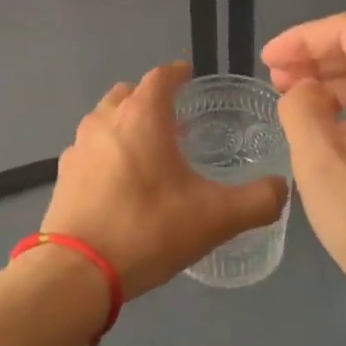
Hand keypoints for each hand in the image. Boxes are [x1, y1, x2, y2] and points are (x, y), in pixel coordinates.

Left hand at [41, 62, 288, 298]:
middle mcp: (106, 120)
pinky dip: (107, 152)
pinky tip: (120, 182)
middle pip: (129, 93)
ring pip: (105, 119)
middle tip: (175, 118)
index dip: (178, 73)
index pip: (161, 76)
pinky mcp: (63, 175)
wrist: (76, 272)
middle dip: (151, 98)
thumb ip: (257, 201)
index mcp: (142, 116)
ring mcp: (78, 146)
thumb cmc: (148, 230)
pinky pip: (90, 149)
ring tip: (149, 149)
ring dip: (126, 124)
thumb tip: (282, 188)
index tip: (191, 76)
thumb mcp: (216, 218)